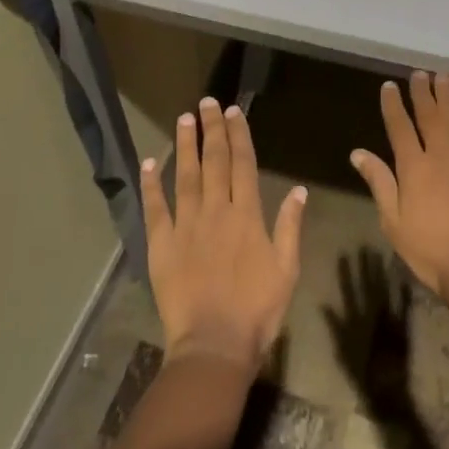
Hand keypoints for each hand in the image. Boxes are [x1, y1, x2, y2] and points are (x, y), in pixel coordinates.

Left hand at [141, 96, 307, 373]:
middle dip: (211, 130)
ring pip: (185, 176)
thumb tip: (299, 190)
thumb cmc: (257, 310)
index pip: (243, 164)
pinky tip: (150, 161)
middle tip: (207, 102)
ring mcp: (186, 226)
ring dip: (185, 146)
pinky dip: (151, 184)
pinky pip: (155, 208)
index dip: (238, 135)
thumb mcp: (287, 270)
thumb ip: (290, 227)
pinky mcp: (161, 245)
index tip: (233, 112)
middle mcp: (216, 211)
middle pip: (214, 162)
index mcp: (247, 215)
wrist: (214, 346)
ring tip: (183, 119)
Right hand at [350, 73, 448, 301]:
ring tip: (444, 78)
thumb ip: (379, 182)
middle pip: (430, 118)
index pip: (400, 127)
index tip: (390, 85)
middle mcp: (441, 157)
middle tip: (419, 72)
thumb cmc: (429, 251)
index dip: (393, 105)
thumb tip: (358, 152)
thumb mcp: (393, 221)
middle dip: (423, 93)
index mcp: (414, 168)